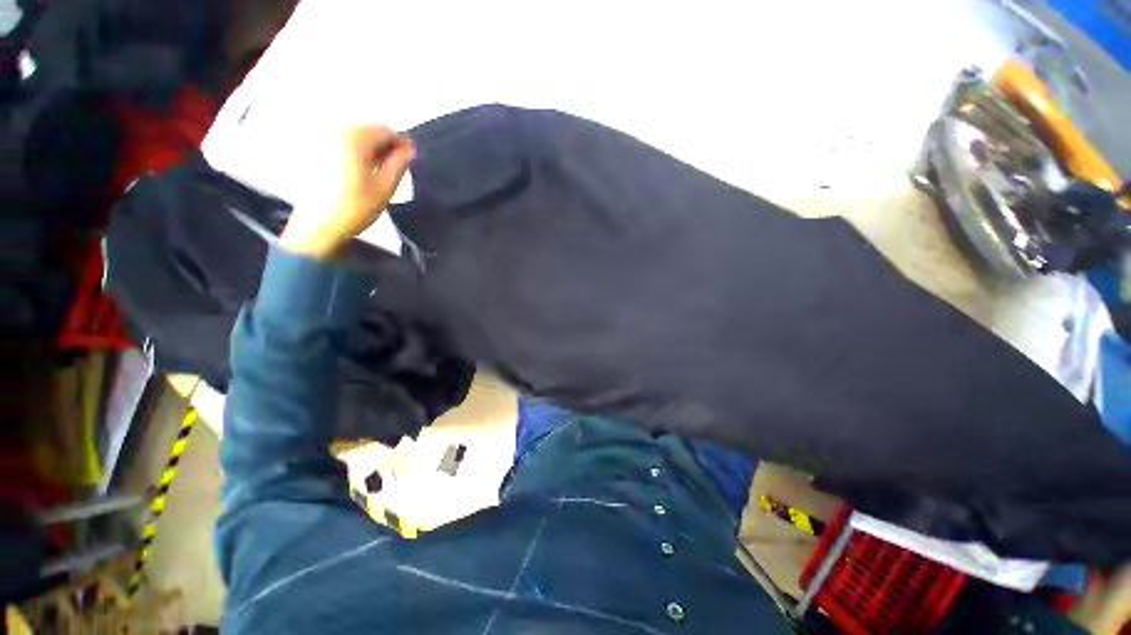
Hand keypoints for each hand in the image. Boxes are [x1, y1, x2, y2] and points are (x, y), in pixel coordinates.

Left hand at [279, 125, 414, 258]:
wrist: (318, 225)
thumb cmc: (355, 207)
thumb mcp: (385, 187)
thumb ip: (399, 164)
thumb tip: (410, 148)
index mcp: (354, 137)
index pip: (385, 130)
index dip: (401, 144)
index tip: (410, 160)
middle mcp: (335, 130)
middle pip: (369, 131)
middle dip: (385, 146)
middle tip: (395, 169)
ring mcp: (321, 138)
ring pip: (356, 137)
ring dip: (371, 150)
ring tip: (378, 173)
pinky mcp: (314, 149)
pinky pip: (343, 143)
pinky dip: (356, 153)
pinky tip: (360, 173)